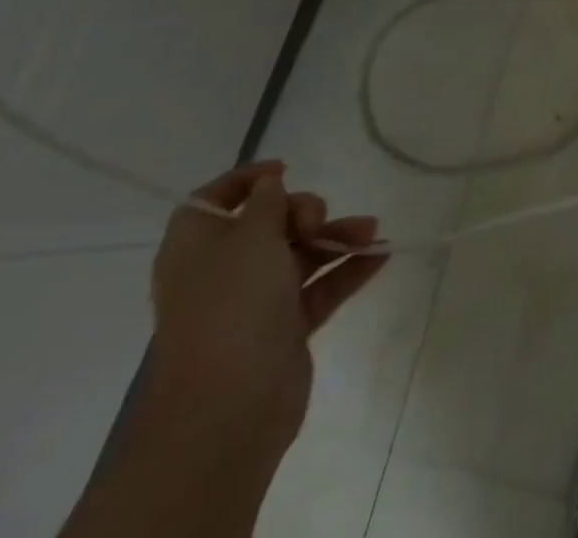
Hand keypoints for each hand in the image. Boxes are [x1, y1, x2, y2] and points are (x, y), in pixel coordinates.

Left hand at [146, 161, 386, 462]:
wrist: (230, 408)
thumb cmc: (233, 306)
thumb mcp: (251, 237)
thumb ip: (266, 202)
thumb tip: (269, 183)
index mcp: (197, 247)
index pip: (213, 201)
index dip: (246, 180)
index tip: (286, 169)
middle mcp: (223, 271)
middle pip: (268, 224)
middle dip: (303, 211)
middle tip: (317, 219)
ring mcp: (254, 302)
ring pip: (300, 254)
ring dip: (336, 237)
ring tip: (372, 230)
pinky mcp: (284, 329)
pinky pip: (320, 287)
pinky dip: (347, 269)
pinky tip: (381, 254)